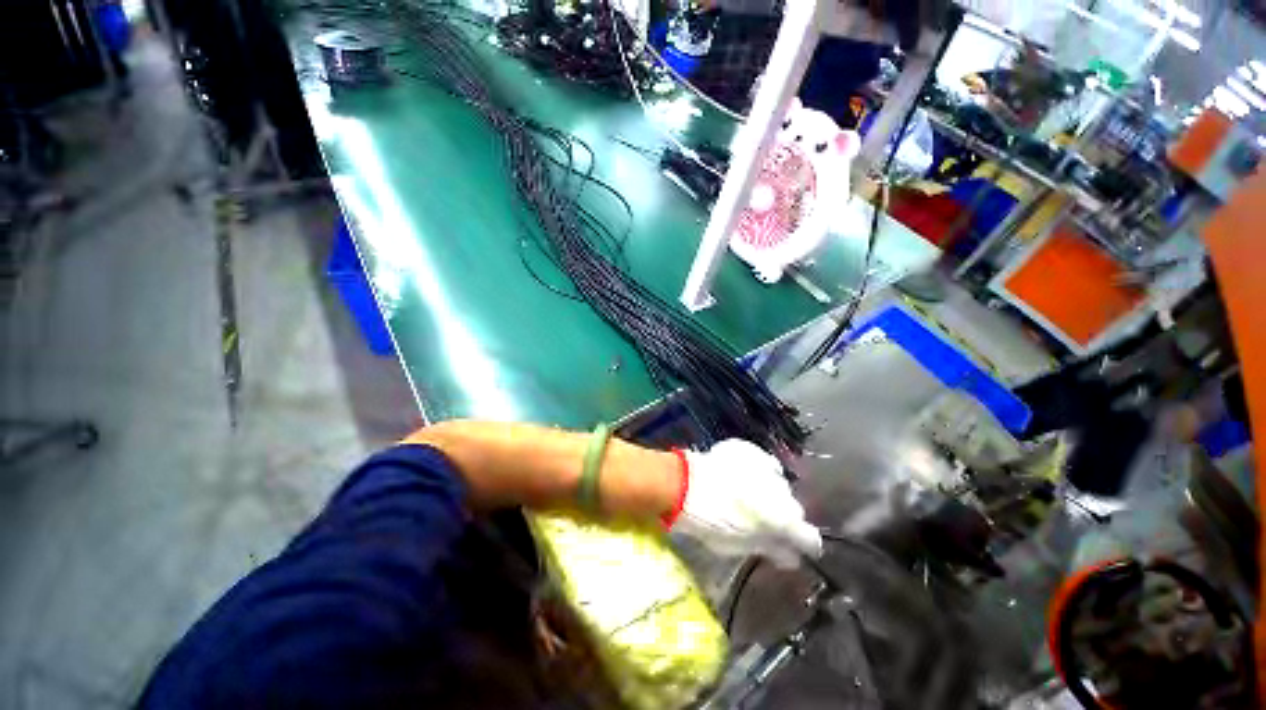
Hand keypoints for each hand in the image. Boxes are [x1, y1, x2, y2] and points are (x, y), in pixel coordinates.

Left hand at [672, 439, 821, 567]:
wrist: (684, 484)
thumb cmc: (710, 522)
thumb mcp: (740, 545)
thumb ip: (770, 548)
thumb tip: (791, 557)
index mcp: (783, 519)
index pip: (809, 537)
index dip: (805, 545)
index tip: (798, 548)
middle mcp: (782, 490)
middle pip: (793, 507)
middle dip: (784, 516)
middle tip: (766, 522)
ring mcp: (765, 466)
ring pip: (778, 482)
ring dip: (770, 491)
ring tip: (751, 495)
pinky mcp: (749, 450)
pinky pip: (762, 463)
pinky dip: (758, 471)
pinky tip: (744, 476)